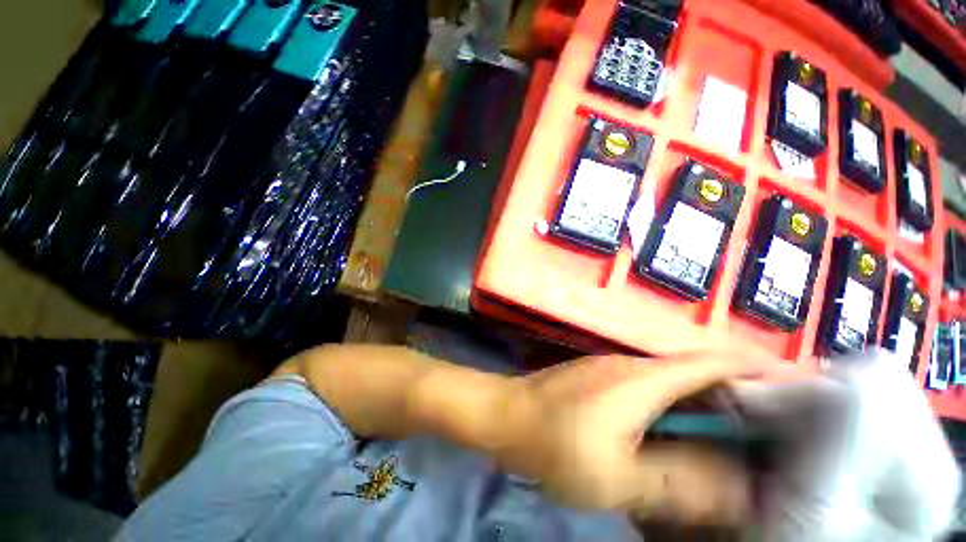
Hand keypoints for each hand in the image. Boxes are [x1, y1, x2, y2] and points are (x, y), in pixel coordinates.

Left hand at [495, 353, 767, 524]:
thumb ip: (679, 485)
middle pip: (694, 373)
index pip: (710, 362)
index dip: (754, 369)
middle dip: (736, 395)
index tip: (794, 387)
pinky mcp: (598, 382)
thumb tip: (738, 489)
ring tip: (738, 436)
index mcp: (642, 379)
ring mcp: (611, 371)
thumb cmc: (555, 444)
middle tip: (775, 427)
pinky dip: (673, 409)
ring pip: (670, 384)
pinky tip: (679, 434)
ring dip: (703, 405)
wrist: (506, 415)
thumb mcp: (618, 477)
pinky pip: (647, 392)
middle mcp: (630, 366)